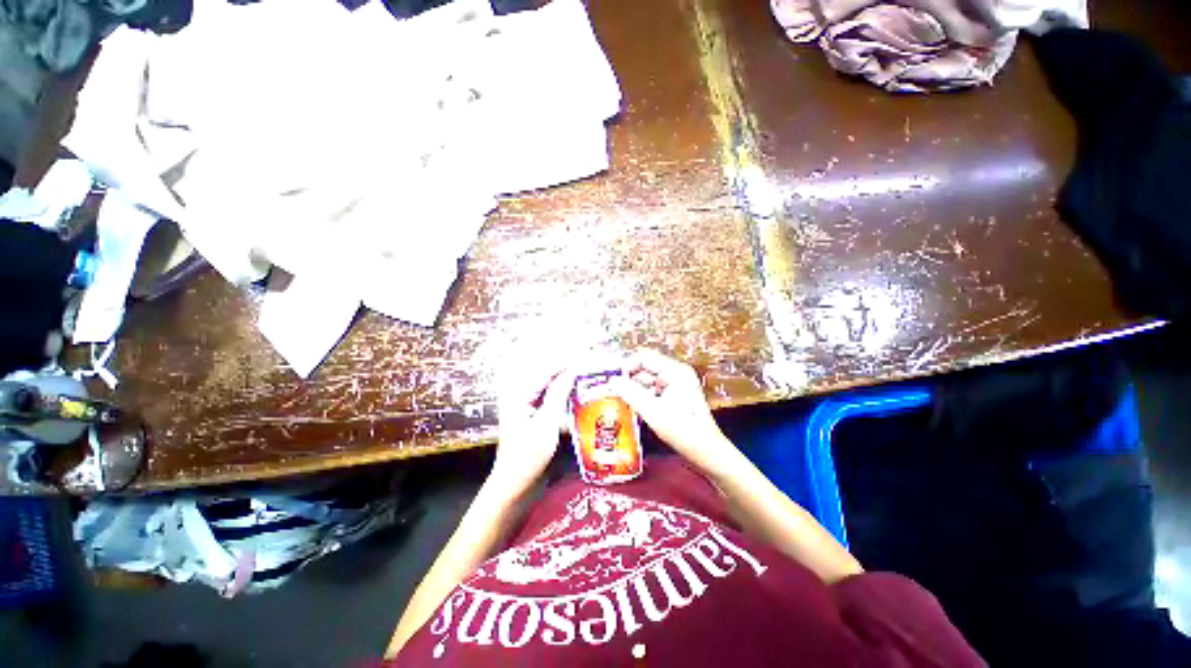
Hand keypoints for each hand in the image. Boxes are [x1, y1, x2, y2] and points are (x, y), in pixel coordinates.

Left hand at [488, 368, 574, 498]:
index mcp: (519, 394)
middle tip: (589, 364)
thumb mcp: (546, 423)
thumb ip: (558, 394)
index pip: (546, 371)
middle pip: (548, 376)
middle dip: (567, 369)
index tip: (587, 355)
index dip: (567, 362)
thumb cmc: (528, 456)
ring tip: (587, 376)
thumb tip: (571, 371)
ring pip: (550, 387)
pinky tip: (577, 394)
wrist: (514, 486)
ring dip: (567, 381)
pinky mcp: (533, 417)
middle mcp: (521, 396)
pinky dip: (563, 395)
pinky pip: (550, 399)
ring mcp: (527, 407)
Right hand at [609, 350, 738, 475]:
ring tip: (628, 403)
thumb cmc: (682, 430)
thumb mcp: (652, 411)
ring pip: (650, 378)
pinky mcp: (679, 393)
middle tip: (617, 393)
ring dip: (637, 389)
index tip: (615, 381)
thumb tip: (613, 380)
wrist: (707, 451)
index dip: (627, 366)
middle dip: (631, 379)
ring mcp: (679, 382)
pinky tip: (641, 408)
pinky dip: (646, 395)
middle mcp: (678, 372)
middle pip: (647, 366)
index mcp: (675, 370)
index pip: (644, 357)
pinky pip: (656, 388)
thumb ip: (630, 393)